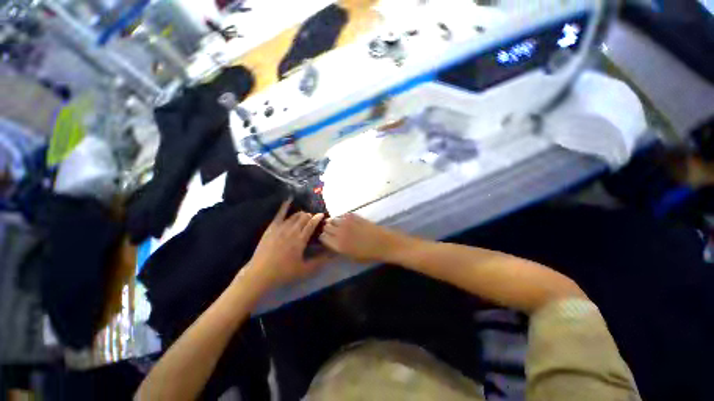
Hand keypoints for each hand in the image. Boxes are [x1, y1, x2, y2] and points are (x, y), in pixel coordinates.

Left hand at [245, 199, 330, 288]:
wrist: (260, 274)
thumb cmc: (284, 273)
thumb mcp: (305, 270)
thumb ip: (320, 261)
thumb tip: (333, 254)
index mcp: (301, 239)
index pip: (312, 224)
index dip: (318, 218)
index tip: (322, 215)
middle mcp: (292, 230)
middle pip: (304, 217)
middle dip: (310, 216)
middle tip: (313, 219)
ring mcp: (280, 228)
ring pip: (294, 215)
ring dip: (301, 214)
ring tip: (304, 216)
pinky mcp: (271, 228)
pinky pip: (280, 214)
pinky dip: (285, 206)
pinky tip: (289, 199)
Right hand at [319, 213, 406, 262]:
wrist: (384, 243)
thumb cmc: (368, 254)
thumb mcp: (351, 257)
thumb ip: (338, 249)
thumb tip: (331, 243)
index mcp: (338, 245)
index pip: (322, 237)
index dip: (324, 237)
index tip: (327, 238)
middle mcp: (340, 232)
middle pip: (326, 226)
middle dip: (327, 229)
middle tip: (332, 231)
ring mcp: (347, 222)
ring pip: (332, 219)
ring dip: (333, 222)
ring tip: (338, 225)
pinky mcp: (354, 215)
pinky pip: (342, 215)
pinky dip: (342, 218)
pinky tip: (346, 222)